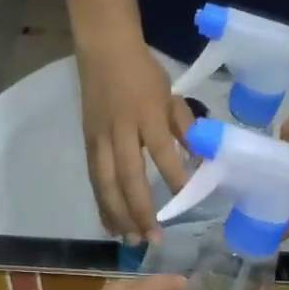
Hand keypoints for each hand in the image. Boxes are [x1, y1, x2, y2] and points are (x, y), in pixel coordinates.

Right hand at [76, 39, 195, 242]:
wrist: (103, 48)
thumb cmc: (143, 72)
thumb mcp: (171, 95)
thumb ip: (185, 127)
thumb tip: (200, 159)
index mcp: (147, 113)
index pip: (162, 150)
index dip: (174, 177)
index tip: (185, 202)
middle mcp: (122, 129)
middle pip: (128, 175)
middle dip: (140, 209)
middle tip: (154, 238)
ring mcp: (100, 138)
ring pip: (106, 183)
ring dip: (119, 215)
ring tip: (132, 240)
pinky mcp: (88, 143)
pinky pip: (95, 180)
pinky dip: (103, 205)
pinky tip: (112, 226)